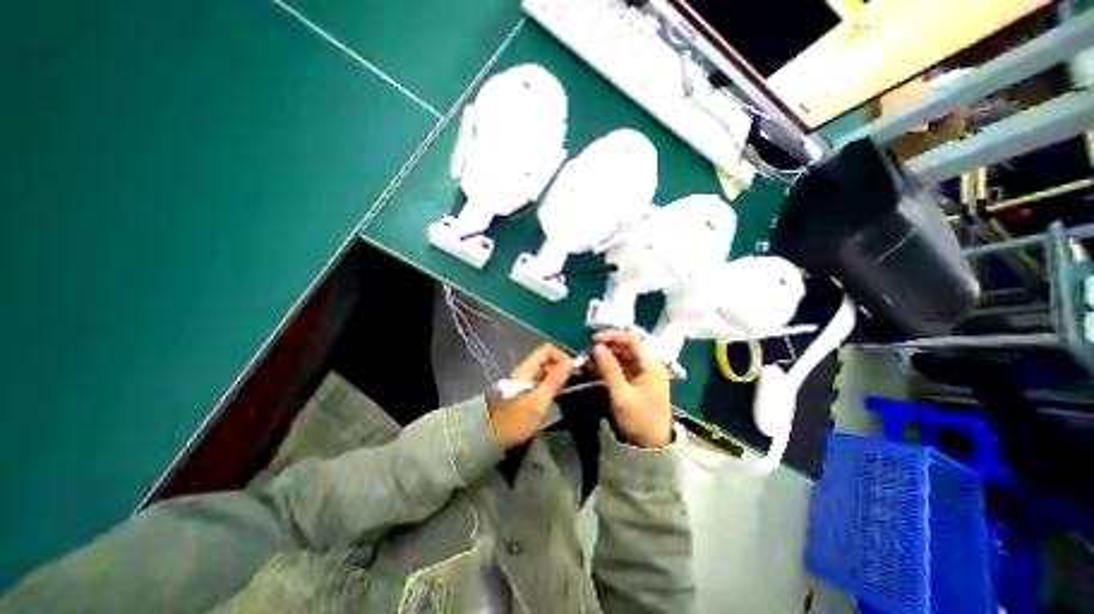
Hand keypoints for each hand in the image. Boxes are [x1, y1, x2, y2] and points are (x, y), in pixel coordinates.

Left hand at [483, 346, 573, 449]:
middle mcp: (525, 371)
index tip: (574, 370)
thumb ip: (555, 381)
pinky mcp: (525, 391)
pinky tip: (559, 394)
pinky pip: (542, 380)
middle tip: (577, 380)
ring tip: (571, 387)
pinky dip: (553, 383)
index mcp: (526, 369)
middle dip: (563, 365)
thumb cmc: (517, 421)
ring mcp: (524, 381)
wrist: (493, 438)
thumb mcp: (539, 401)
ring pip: (545, 370)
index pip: (547, 350)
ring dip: (559, 375)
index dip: (562, 356)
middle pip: (547, 358)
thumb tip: (571, 362)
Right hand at [596, 334, 670, 448]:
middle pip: (629, 348)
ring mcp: (646, 375)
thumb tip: (597, 347)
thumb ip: (609, 369)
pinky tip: (598, 369)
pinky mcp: (640, 383)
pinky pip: (625, 368)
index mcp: (652, 366)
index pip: (633, 341)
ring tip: (591, 360)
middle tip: (590, 350)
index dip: (614, 336)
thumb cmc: (639, 419)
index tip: (594, 339)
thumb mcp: (621, 394)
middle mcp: (651, 366)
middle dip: (609, 347)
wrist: (652, 447)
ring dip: (609, 356)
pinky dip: (612, 367)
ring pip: (626, 358)